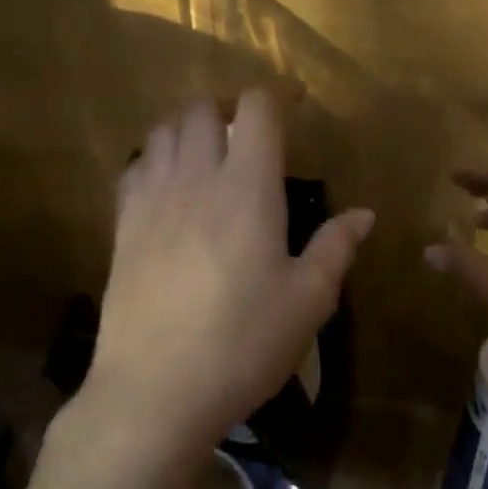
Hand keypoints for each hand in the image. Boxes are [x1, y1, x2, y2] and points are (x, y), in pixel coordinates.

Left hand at [80, 89, 373, 466]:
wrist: (156, 391)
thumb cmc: (244, 344)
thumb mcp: (307, 301)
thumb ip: (336, 247)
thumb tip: (365, 214)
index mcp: (248, 188)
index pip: (256, 110)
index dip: (276, 98)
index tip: (294, 108)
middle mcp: (196, 178)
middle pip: (202, 109)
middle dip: (228, 109)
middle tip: (249, 137)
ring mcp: (152, 199)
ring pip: (163, 132)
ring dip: (189, 130)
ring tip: (209, 157)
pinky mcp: (122, 226)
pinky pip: (134, 168)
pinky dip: (154, 161)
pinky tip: (168, 189)